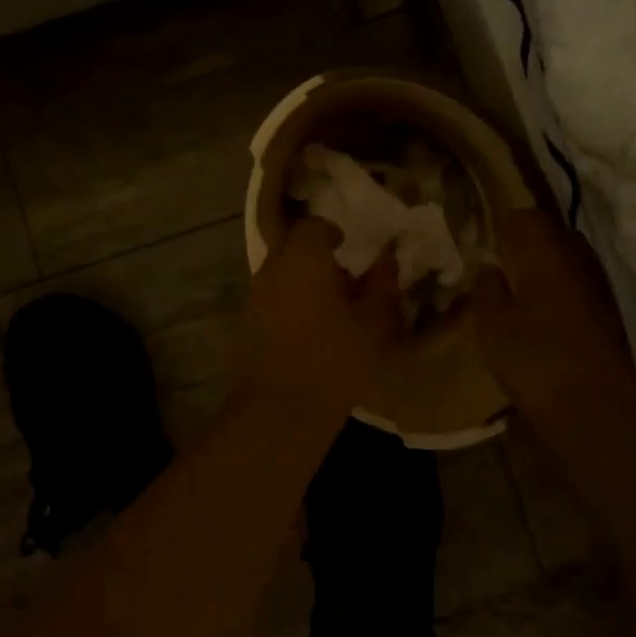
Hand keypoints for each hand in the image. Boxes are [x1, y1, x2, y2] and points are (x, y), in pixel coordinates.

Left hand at [243, 217, 406, 413]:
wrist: (280, 410)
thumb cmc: (334, 358)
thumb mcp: (374, 322)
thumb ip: (382, 285)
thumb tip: (388, 260)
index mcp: (303, 257)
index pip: (313, 226)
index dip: (331, 232)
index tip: (348, 246)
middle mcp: (273, 268)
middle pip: (292, 246)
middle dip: (316, 254)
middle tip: (343, 275)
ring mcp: (255, 296)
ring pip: (280, 272)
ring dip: (302, 279)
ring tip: (330, 304)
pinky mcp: (247, 323)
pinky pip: (272, 297)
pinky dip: (290, 301)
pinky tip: (311, 327)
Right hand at [469, 209, 635, 415]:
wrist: (595, 410)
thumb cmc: (534, 360)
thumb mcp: (492, 325)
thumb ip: (488, 287)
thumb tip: (490, 266)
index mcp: (547, 254)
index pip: (529, 217)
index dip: (508, 223)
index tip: (491, 239)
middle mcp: (578, 260)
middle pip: (554, 233)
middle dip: (530, 240)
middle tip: (505, 260)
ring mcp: (599, 286)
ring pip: (571, 258)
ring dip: (549, 264)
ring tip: (524, 285)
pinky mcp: (610, 312)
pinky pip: (581, 282)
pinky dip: (563, 286)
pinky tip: (547, 310)